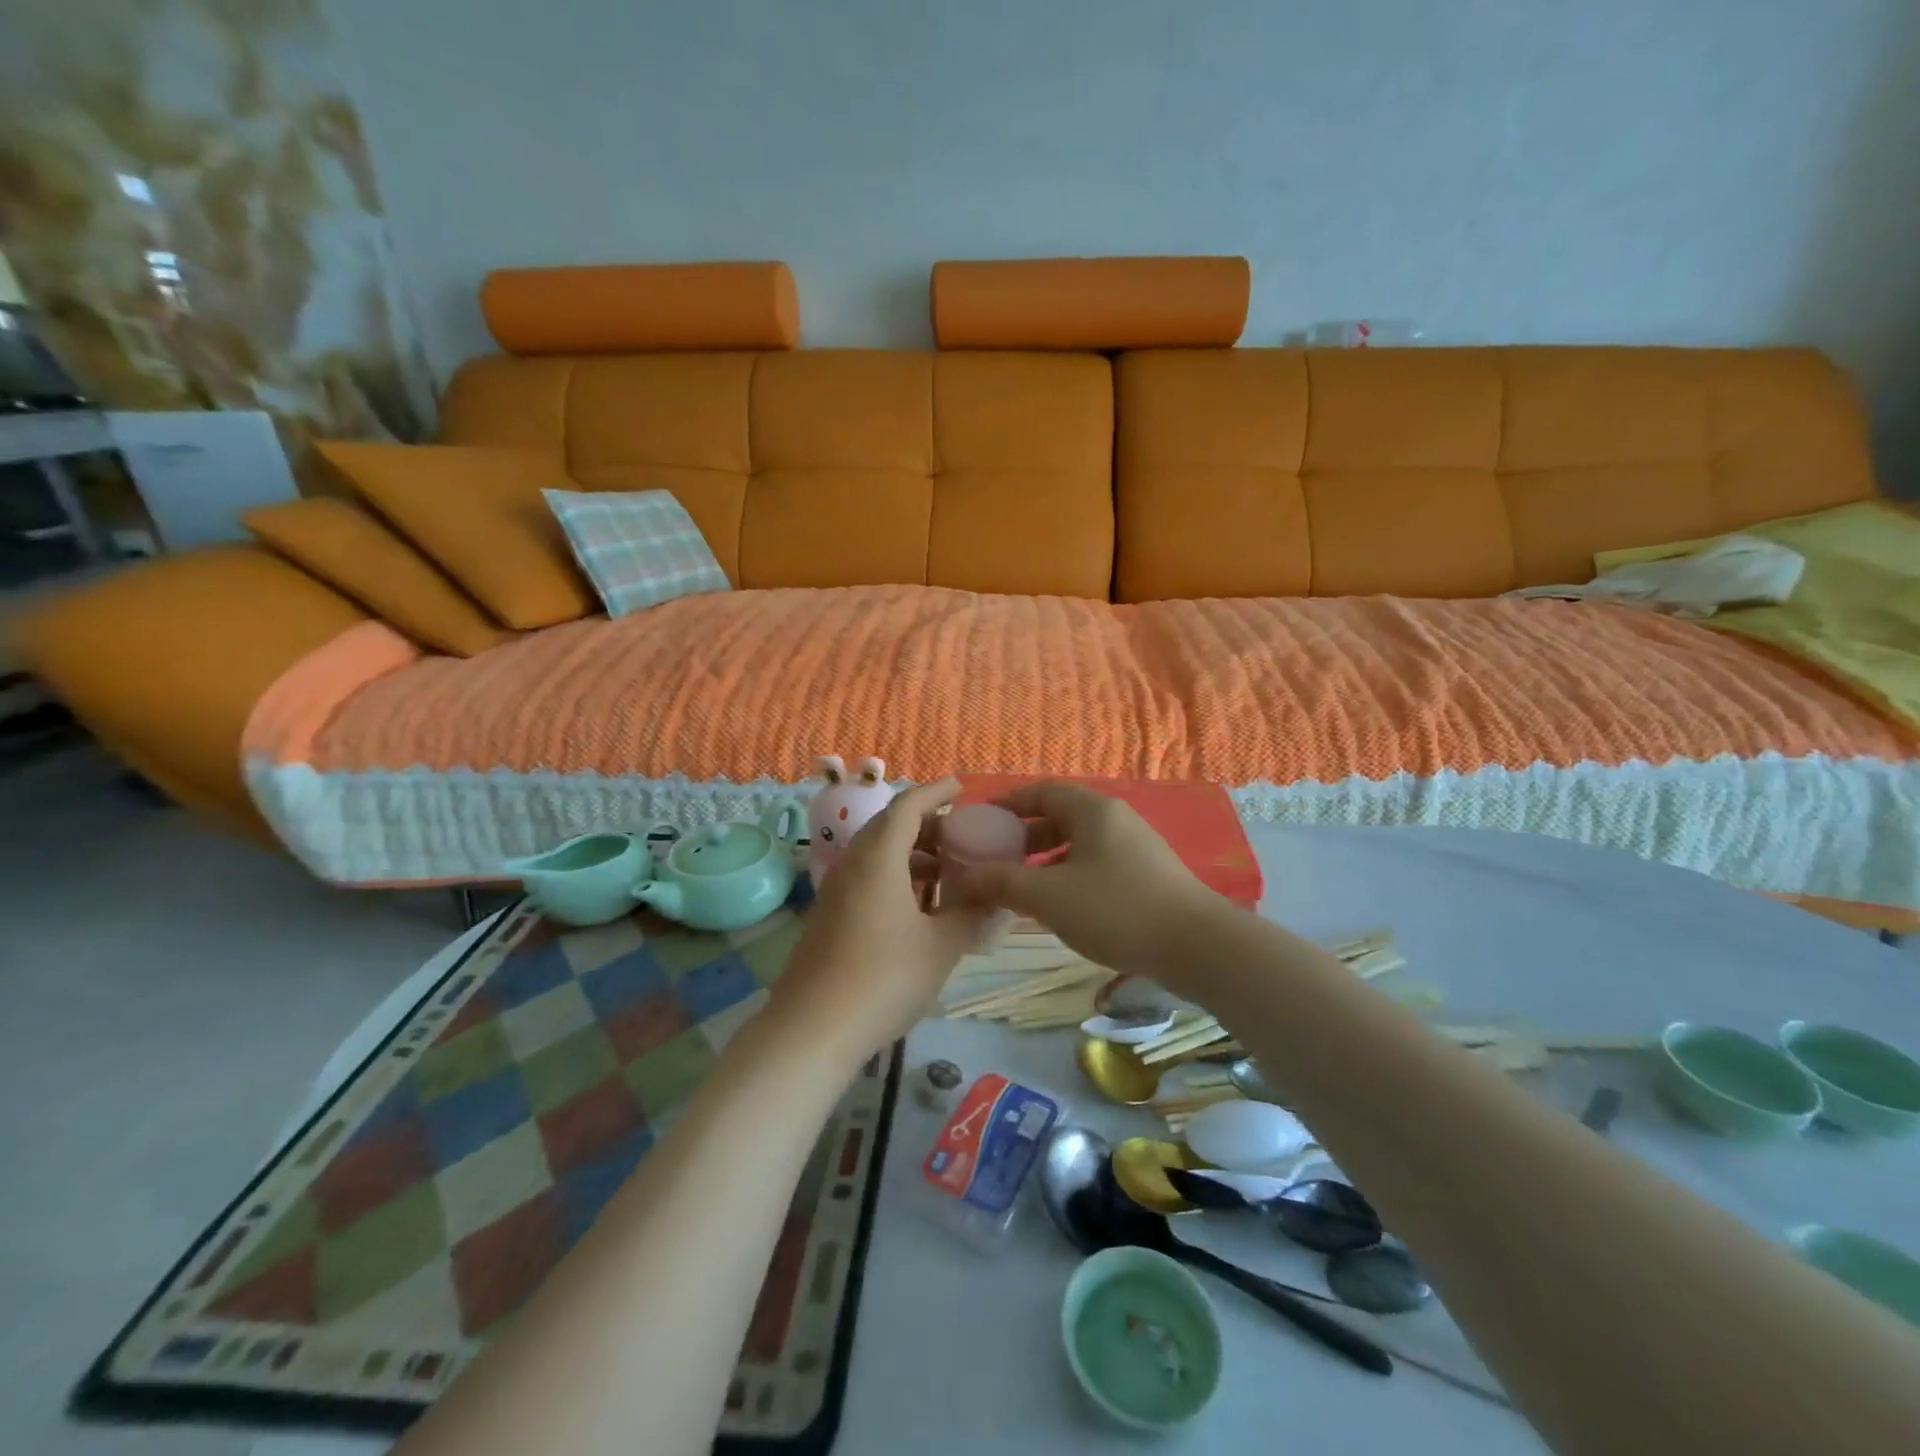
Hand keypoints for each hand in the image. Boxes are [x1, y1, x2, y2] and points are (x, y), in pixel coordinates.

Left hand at [767, 779, 989, 1064]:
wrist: (811, 1030)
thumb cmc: (883, 979)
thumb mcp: (940, 947)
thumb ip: (971, 916)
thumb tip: (997, 899)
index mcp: (879, 859)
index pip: (906, 807)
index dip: (934, 792)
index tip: (959, 787)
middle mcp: (852, 866)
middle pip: (890, 828)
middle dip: (927, 827)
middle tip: (962, 837)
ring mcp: (836, 893)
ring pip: (877, 857)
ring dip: (913, 856)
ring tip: (948, 875)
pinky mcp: (829, 919)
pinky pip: (867, 881)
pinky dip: (896, 880)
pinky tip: (919, 910)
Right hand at [946, 782, 1222, 985]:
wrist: (1197, 947)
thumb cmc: (1116, 909)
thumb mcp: (1049, 896)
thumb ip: (1002, 882)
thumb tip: (962, 876)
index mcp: (1093, 810)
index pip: (1041, 791)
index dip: (1008, 803)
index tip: (981, 821)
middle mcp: (1115, 820)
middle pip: (1059, 818)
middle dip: (1023, 837)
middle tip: (995, 859)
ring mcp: (1135, 848)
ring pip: (1078, 845)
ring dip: (1045, 861)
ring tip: (1020, 888)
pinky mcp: (1147, 876)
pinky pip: (1095, 866)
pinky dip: (1069, 878)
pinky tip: (1058, 908)